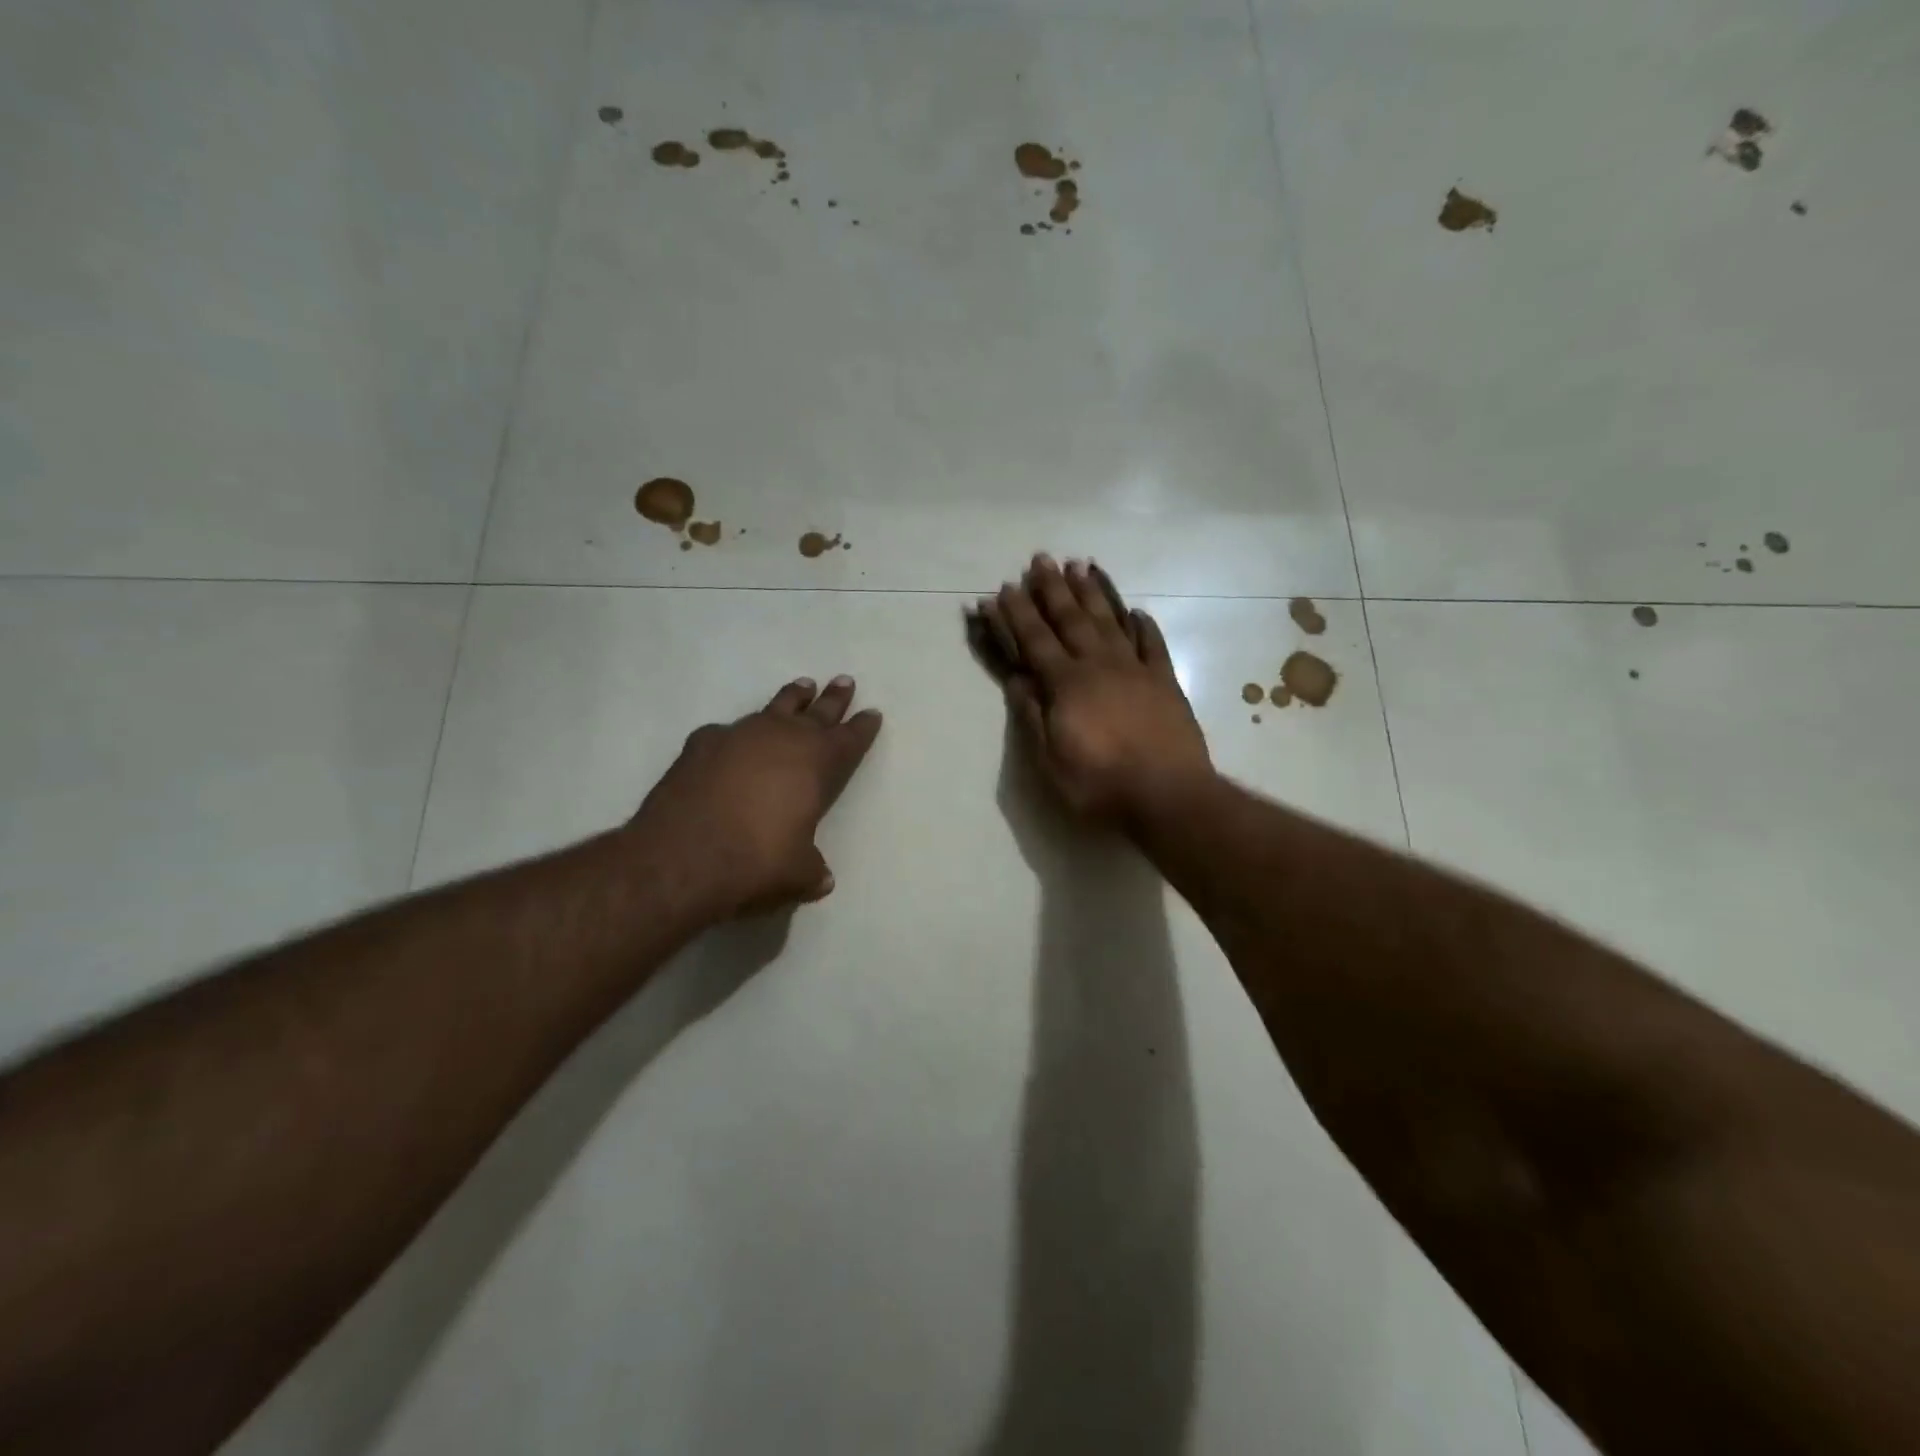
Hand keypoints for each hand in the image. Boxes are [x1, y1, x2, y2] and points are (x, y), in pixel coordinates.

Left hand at [632, 676, 882, 916]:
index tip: (872, 713)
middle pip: (816, 712)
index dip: (862, 727)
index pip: (849, 740)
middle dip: (833, 699)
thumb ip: (812, 870)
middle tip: (844, 681)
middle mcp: (781, 739)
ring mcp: (738, 736)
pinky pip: (727, 731)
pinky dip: (736, 734)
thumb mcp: (797, 874)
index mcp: (816, 764)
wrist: (680, 858)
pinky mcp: (700, 744)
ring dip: (791, 700)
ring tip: (801, 687)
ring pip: (773, 709)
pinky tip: (732, 739)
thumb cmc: (755, 863)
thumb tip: (821, 878)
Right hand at [973, 555, 1210, 820]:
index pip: (1035, 641)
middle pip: (1071, 620)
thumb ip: (1033, 717)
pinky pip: (1153, 645)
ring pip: (1110, 622)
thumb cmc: (1100, 785)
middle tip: (1041, 559)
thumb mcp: (1051, 762)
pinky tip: (1136, 610)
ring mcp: (1136, 671)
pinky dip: (1143, 625)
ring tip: (1080, 566)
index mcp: (1067, 685)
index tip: (1005, 589)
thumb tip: (1017, 679)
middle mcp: (1099, 666)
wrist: (1169, 796)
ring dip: (1093, 593)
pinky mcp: (1165, 682)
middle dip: (1052, 589)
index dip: (1017, 614)